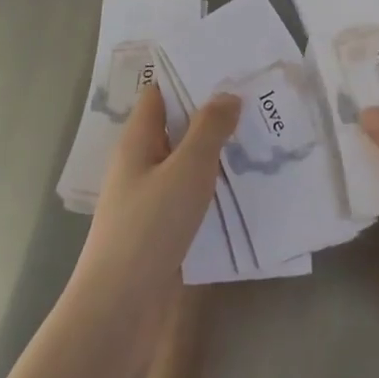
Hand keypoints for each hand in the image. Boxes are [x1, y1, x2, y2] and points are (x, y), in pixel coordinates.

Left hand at [67, 86, 237, 338]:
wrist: (118, 309)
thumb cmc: (149, 228)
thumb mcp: (186, 171)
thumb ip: (208, 130)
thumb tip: (227, 95)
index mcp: (137, 141)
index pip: (159, 94)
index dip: (188, 78)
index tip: (227, 68)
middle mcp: (140, 164)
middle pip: (175, 127)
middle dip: (211, 114)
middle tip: (256, 101)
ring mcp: (148, 198)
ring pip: (185, 163)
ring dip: (216, 152)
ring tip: (260, 139)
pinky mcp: (160, 229)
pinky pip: (190, 195)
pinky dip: (213, 187)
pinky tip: (245, 189)